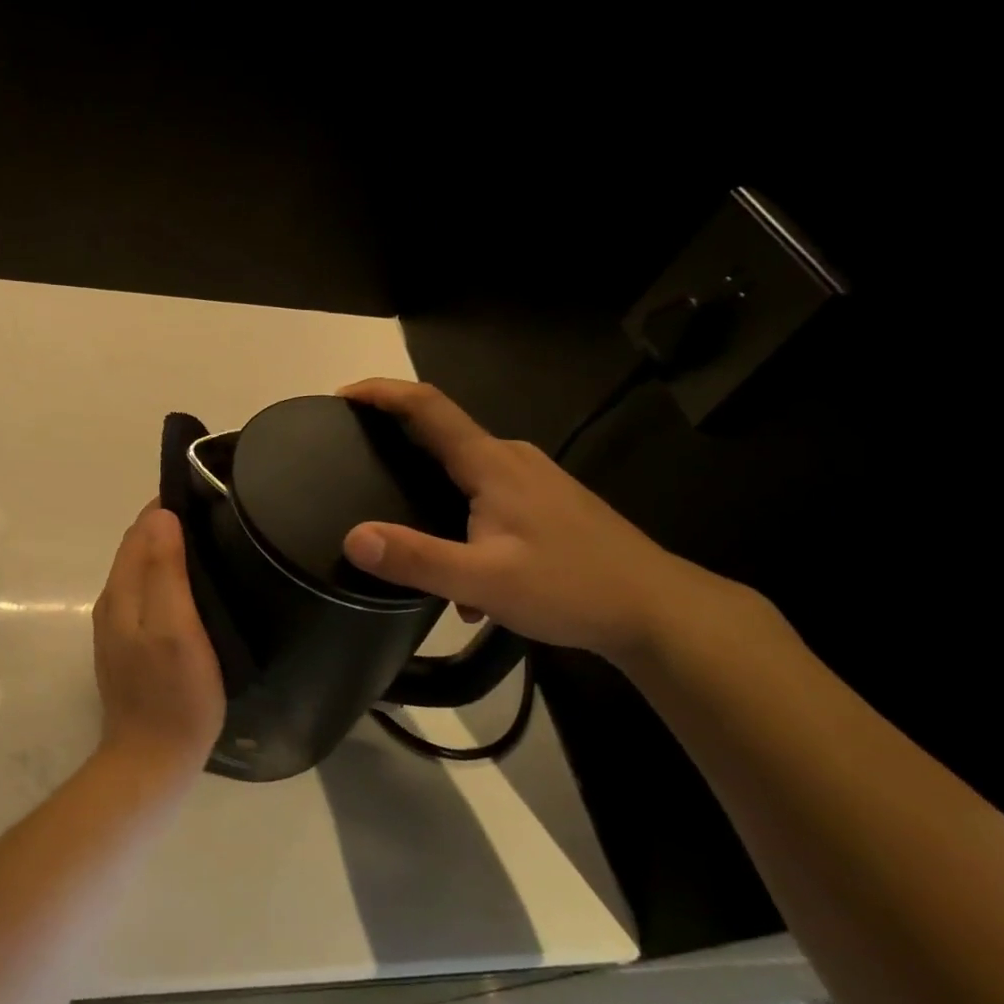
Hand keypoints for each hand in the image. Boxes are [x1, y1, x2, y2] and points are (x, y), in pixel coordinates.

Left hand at [93, 503, 226, 771]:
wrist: (152, 759)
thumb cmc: (174, 694)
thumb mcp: (175, 628)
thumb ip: (165, 572)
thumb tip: (161, 516)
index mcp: (121, 592)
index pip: (140, 530)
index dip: (168, 507)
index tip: (205, 495)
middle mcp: (113, 602)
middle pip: (137, 548)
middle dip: (168, 525)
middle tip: (215, 516)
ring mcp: (118, 627)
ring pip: (141, 572)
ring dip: (167, 551)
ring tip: (210, 545)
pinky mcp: (129, 646)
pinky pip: (146, 596)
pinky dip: (166, 578)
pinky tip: (194, 588)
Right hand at [338, 379, 718, 660]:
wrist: (660, 610)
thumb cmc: (572, 587)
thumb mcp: (484, 581)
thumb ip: (416, 559)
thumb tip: (353, 538)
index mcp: (492, 464)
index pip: (427, 406)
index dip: (382, 393)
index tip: (342, 396)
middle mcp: (512, 459)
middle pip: (442, 434)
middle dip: (396, 443)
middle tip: (356, 466)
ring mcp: (535, 479)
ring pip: (465, 472)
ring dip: (431, 495)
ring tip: (409, 541)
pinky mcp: (547, 503)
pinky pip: (487, 496)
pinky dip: (462, 523)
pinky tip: (469, 580)